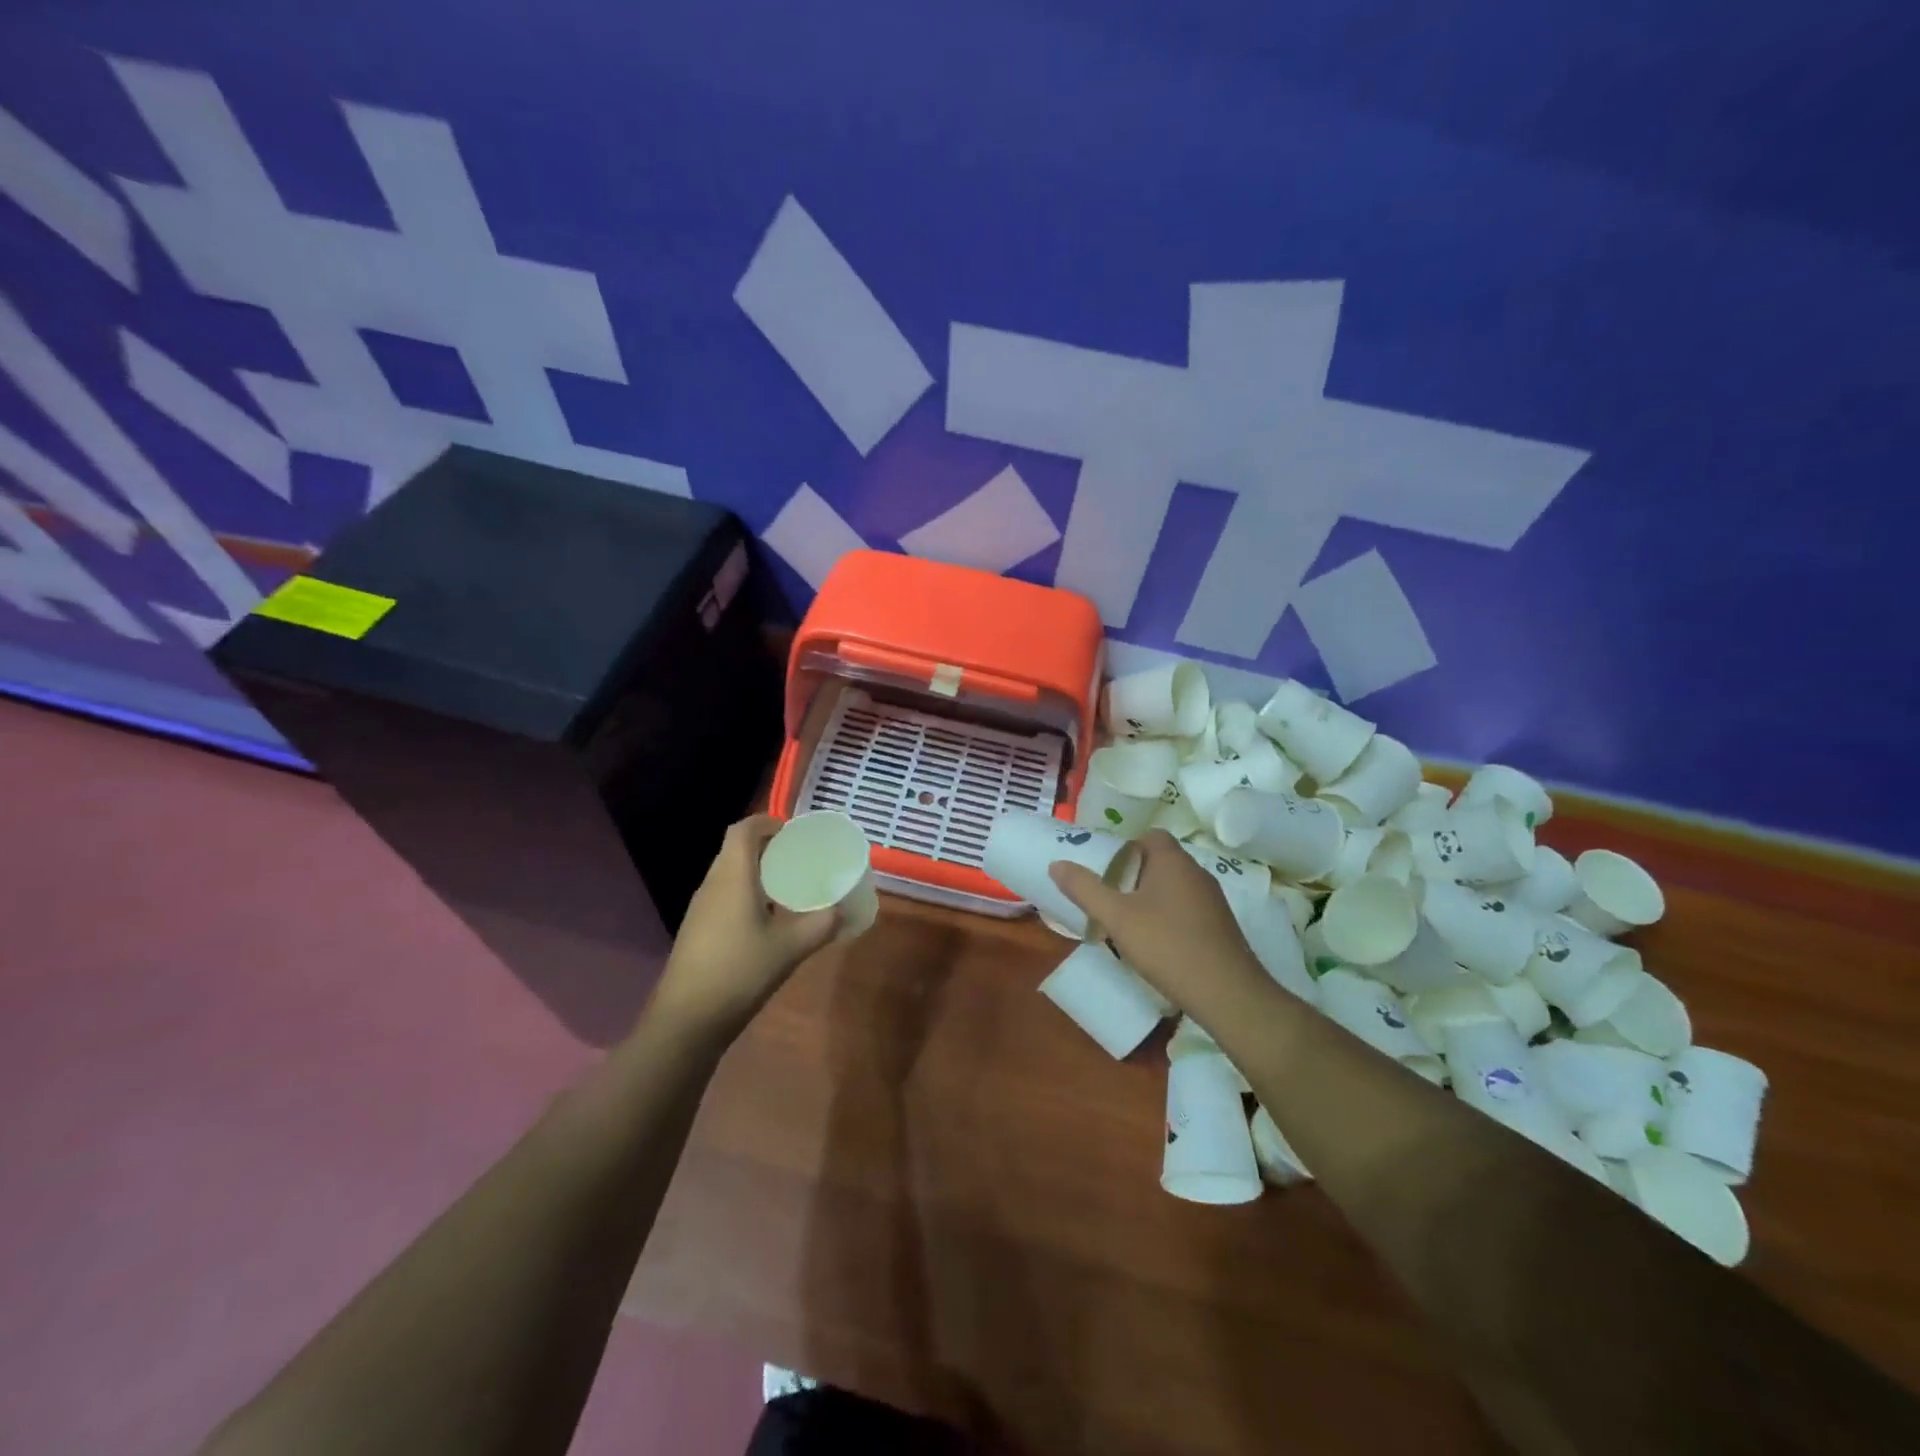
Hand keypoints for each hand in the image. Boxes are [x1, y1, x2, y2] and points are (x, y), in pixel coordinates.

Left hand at [646, 815, 840, 1042]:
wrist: (686, 1020)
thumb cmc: (739, 973)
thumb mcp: (790, 949)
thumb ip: (821, 925)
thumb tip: (843, 910)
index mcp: (732, 877)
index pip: (743, 829)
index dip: (768, 822)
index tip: (795, 833)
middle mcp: (712, 884)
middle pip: (736, 849)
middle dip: (767, 847)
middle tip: (800, 859)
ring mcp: (700, 908)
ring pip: (729, 873)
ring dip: (757, 871)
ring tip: (790, 887)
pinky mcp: (697, 929)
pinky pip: (724, 895)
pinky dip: (747, 893)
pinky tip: (768, 920)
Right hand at [1048, 830, 1266, 1020]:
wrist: (1227, 993)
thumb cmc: (1167, 945)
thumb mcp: (1116, 917)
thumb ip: (1085, 889)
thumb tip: (1056, 863)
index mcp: (1173, 861)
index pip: (1150, 836)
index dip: (1127, 848)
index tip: (1108, 872)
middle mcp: (1197, 873)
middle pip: (1161, 861)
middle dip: (1134, 876)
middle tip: (1111, 899)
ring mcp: (1213, 901)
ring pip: (1174, 887)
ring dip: (1151, 899)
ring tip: (1128, 924)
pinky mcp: (1220, 926)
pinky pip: (1188, 909)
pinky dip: (1169, 918)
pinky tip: (1157, 944)